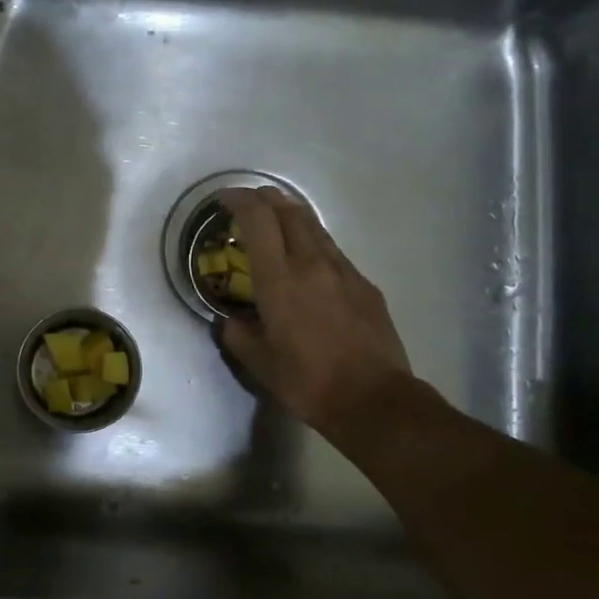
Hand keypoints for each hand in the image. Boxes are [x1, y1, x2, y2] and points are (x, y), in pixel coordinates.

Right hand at [216, 187, 415, 437]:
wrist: (374, 400)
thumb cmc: (308, 382)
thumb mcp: (259, 364)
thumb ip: (238, 334)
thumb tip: (232, 320)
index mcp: (280, 279)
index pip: (258, 219)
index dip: (239, 200)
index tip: (224, 198)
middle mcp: (312, 264)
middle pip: (289, 211)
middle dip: (265, 198)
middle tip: (248, 204)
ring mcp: (344, 271)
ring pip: (314, 226)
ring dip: (291, 216)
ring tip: (276, 222)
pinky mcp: (365, 285)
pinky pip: (333, 251)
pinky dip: (313, 242)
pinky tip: (308, 261)